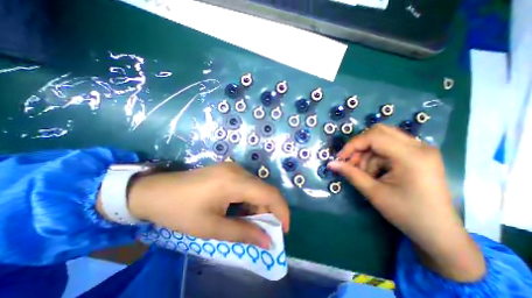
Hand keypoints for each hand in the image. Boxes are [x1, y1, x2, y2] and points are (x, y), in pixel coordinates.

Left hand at [99, 163, 290, 248]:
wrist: (156, 191)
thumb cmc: (180, 211)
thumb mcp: (211, 227)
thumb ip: (243, 233)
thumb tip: (267, 241)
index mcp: (234, 181)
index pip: (269, 194)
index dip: (281, 211)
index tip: (283, 230)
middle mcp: (238, 170)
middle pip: (264, 190)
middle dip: (269, 211)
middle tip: (262, 231)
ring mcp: (233, 168)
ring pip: (257, 187)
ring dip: (258, 205)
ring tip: (248, 222)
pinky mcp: (228, 169)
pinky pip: (247, 184)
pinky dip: (249, 199)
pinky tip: (239, 209)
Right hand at [327, 125, 485, 281]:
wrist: (438, 232)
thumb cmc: (406, 213)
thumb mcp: (373, 193)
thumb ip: (351, 174)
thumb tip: (330, 163)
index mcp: (412, 156)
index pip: (374, 137)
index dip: (353, 145)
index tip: (340, 158)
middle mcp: (419, 146)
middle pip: (379, 132)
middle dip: (360, 146)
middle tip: (351, 163)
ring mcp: (421, 149)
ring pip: (382, 139)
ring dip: (367, 153)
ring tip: (364, 173)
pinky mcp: (418, 155)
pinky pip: (389, 147)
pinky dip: (376, 157)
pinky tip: (375, 172)